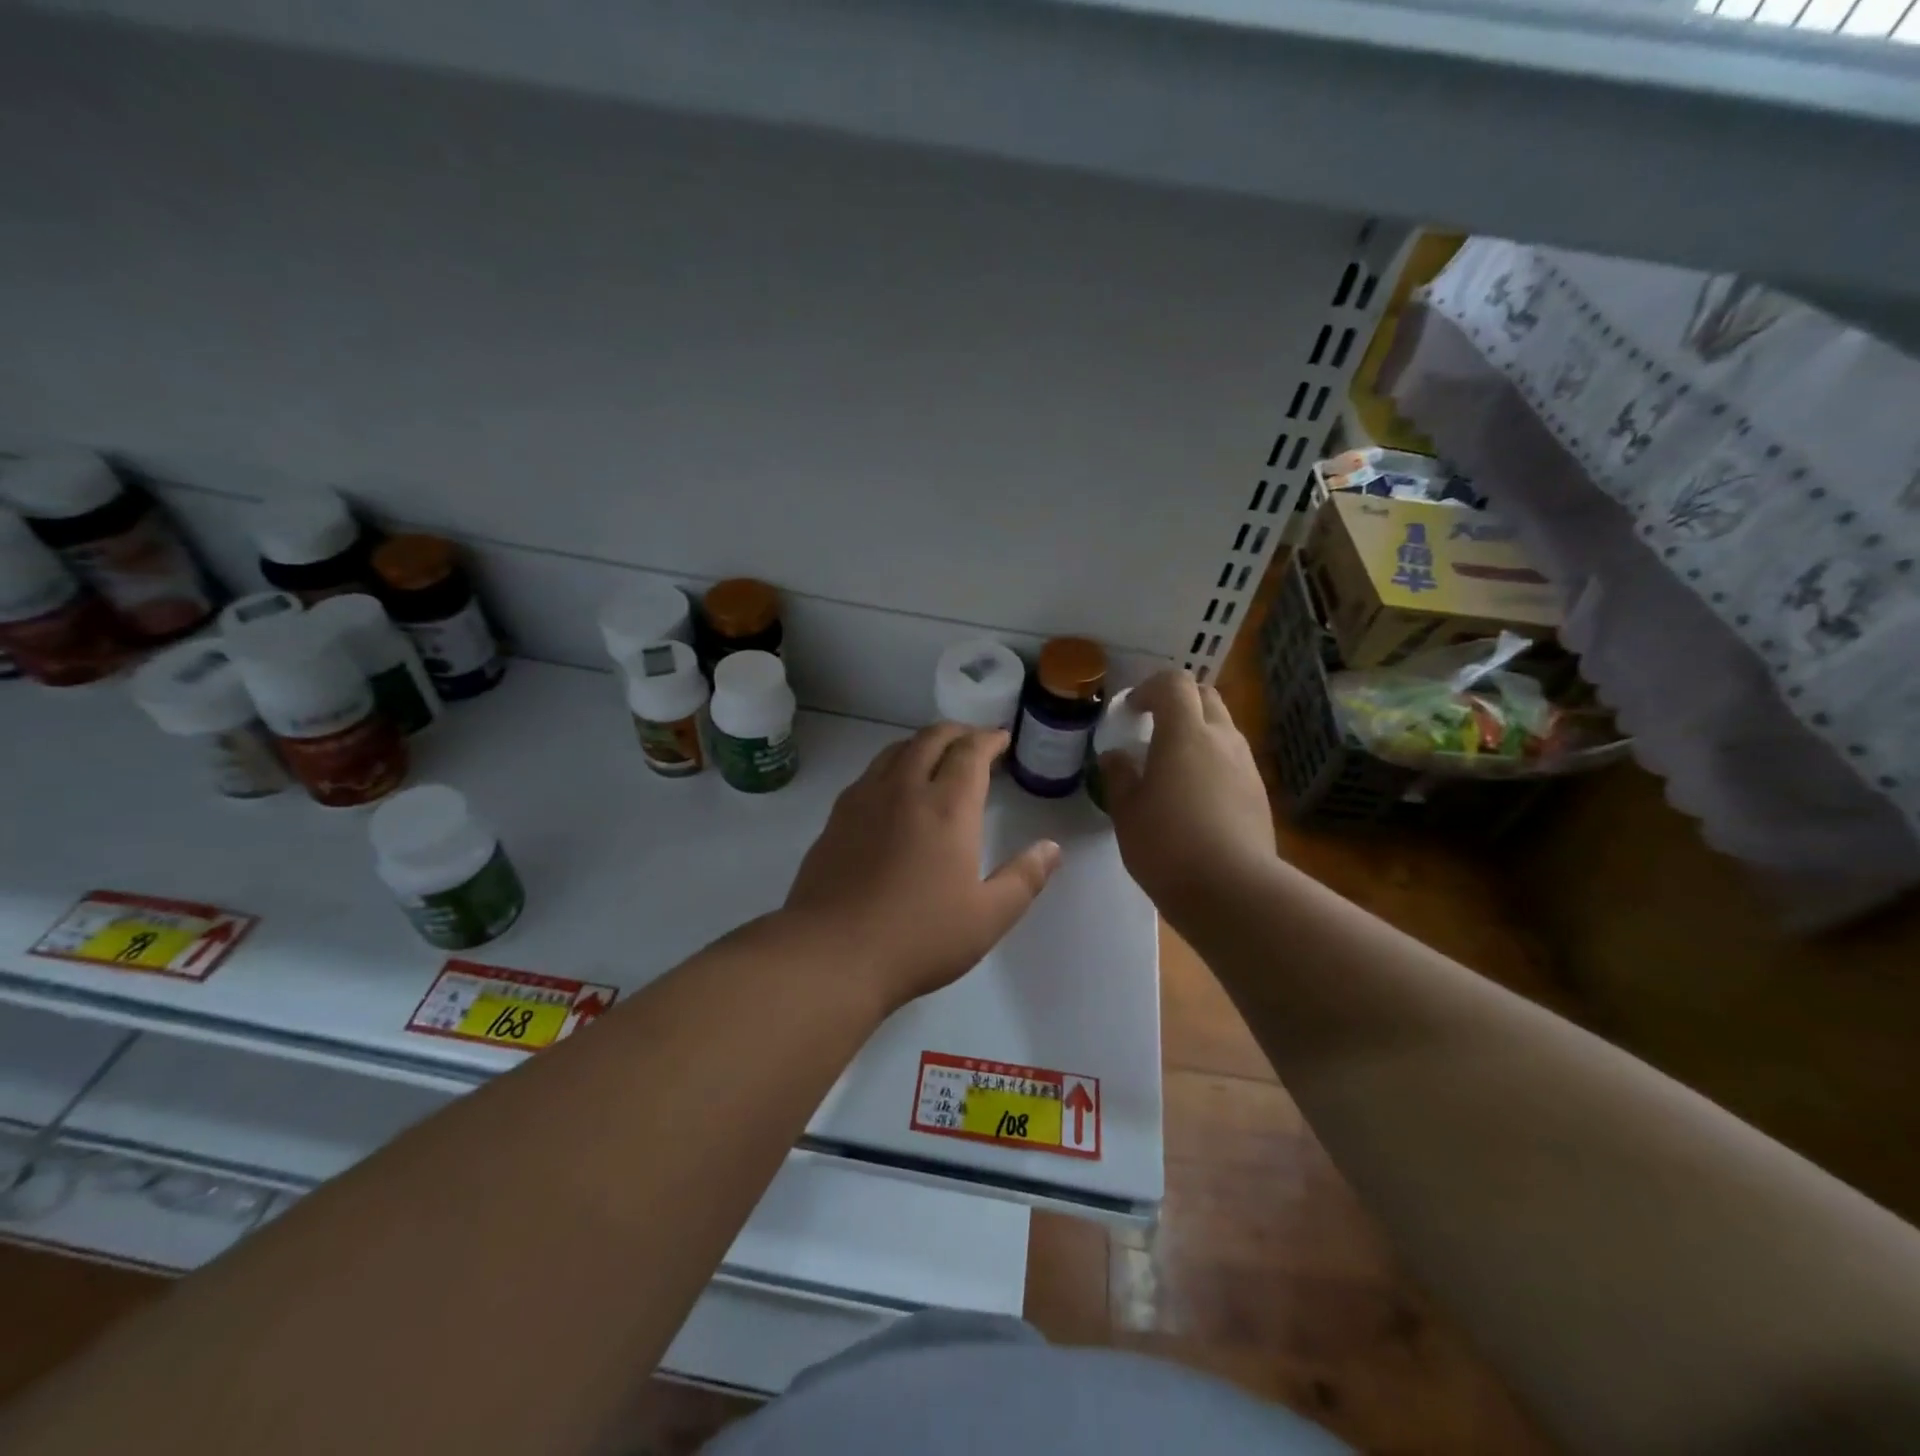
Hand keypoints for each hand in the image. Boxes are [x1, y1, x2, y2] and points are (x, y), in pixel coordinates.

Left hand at [783, 724, 1061, 1011]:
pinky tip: (894, 790)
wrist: (832, 953)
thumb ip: (1025, 878)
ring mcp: (864, 800)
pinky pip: (870, 773)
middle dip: (958, 732)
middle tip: (974, 742)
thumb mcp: (988, 917)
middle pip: (931, 738)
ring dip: (923, 743)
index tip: (1002, 739)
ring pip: (895, 750)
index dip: (989, 739)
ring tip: (937, 758)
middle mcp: (904, 789)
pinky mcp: (836, 818)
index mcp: (947, 807)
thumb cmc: (919, 937)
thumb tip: (1051, 848)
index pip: (970, 751)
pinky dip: (893, 765)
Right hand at [1098, 670, 1274, 911]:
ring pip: (1223, 728)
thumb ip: (1119, 776)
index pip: (1175, 683)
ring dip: (1198, 732)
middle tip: (1153, 727)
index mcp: (1185, 734)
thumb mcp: (1126, 812)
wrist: (1232, 890)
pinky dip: (1213, 761)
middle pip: (1206, 696)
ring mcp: (1246, 766)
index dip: (1150, 688)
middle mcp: (1222, 739)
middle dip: (1178, 701)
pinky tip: (1196, 796)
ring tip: (1173, 765)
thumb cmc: (1167, 845)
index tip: (1131, 711)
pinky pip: (1233, 760)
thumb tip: (1117, 757)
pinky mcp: (1259, 793)